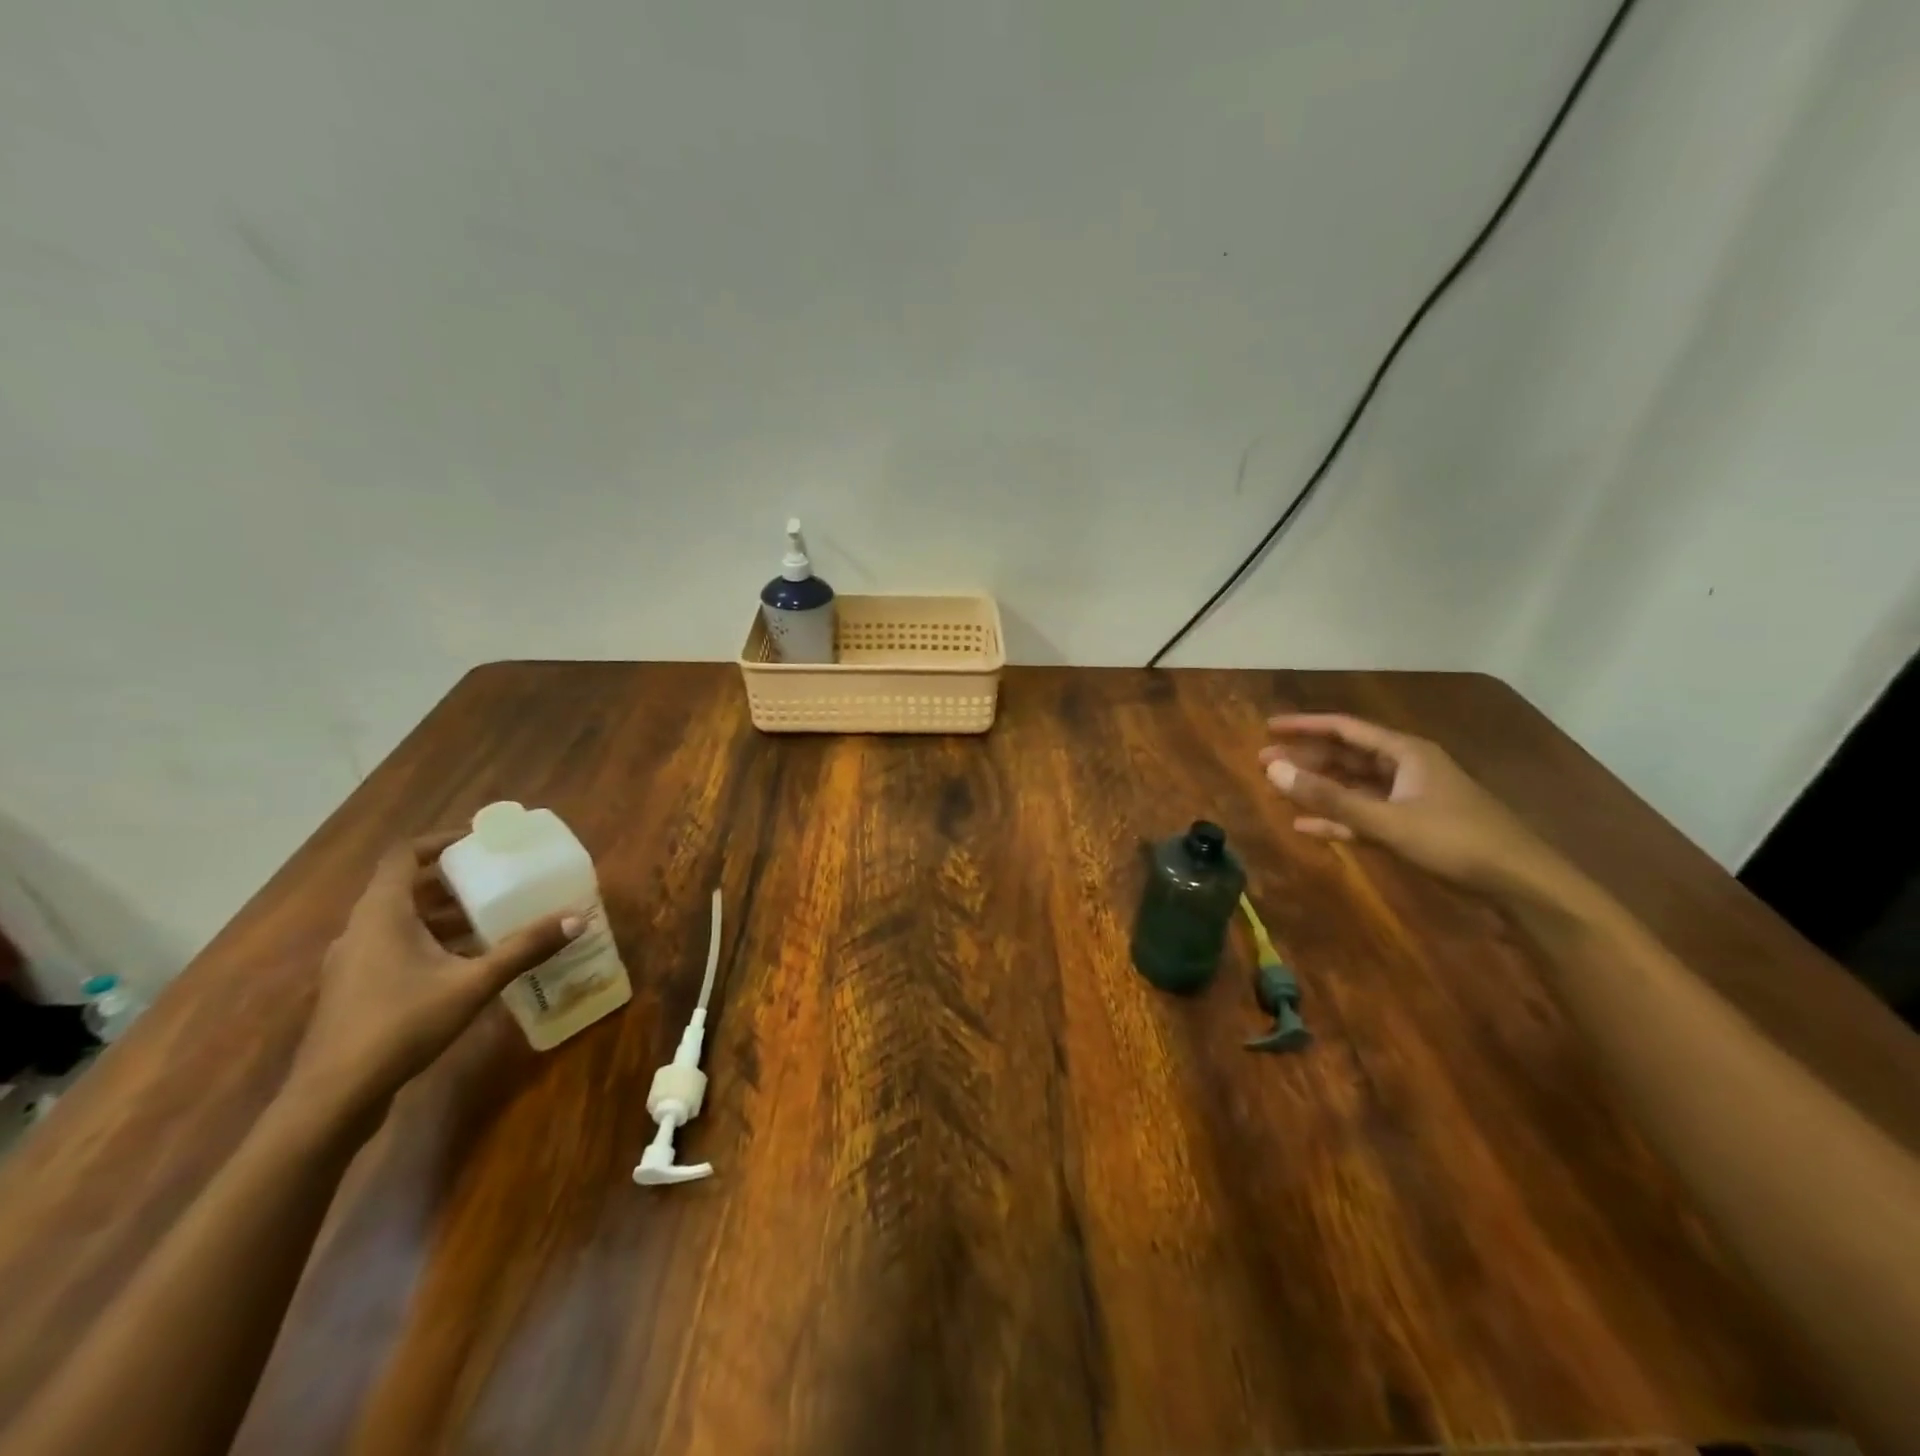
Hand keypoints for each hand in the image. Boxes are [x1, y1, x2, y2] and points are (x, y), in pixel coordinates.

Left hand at [286, 833, 579, 1110]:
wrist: (333, 1098)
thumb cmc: (400, 1025)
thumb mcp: (472, 984)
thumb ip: (524, 949)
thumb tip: (577, 919)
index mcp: (381, 914)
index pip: (405, 855)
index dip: (441, 841)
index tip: (481, 840)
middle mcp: (362, 930)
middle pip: (407, 887)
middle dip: (455, 880)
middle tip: (499, 878)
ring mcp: (355, 962)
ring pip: (404, 921)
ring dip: (446, 914)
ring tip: (494, 917)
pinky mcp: (358, 990)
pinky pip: (398, 947)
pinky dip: (434, 942)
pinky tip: (469, 962)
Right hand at [1260, 714, 1579, 903]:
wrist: (1520, 883)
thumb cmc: (1455, 841)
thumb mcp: (1386, 819)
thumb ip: (1329, 798)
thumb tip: (1273, 770)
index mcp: (1405, 753)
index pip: (1345, 729)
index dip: (1305, 726)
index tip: (1268, 727)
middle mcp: (1406, 768)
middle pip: (1346, 756)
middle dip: (1305, 758)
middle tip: (1264, 762)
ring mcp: (1410, 798)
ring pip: (1353, 786)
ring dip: (1318, 788)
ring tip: (1279, 788)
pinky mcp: (1412, 826)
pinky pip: (1364, 815)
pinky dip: (1336, 818)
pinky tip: (1306, 826)